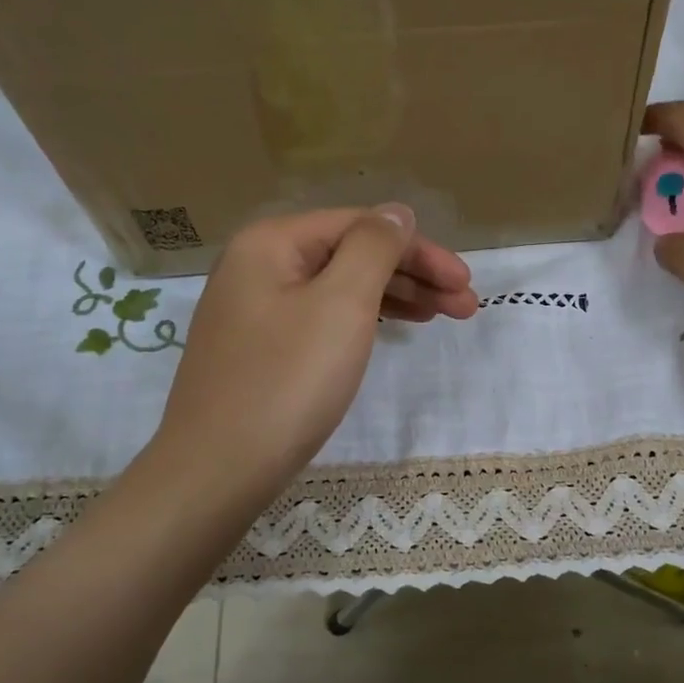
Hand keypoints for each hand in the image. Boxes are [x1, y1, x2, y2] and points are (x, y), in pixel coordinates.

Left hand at [151, 205, 477, 510]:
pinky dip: (361, 321)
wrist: (218, 469)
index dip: (420, 250)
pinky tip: (390, 330)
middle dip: (413, 275)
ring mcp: (254, 311)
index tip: (465, 282)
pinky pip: (321, 318)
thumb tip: (396, 213)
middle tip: (465, 306)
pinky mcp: (259, 350)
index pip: (361, 227)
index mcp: (272, 243)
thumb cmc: (288, 381)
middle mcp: (257, 266)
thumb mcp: (342, 304)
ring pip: (338, 289)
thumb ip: (374, 248)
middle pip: (350, 255)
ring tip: (440, 317)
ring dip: (394, 298)